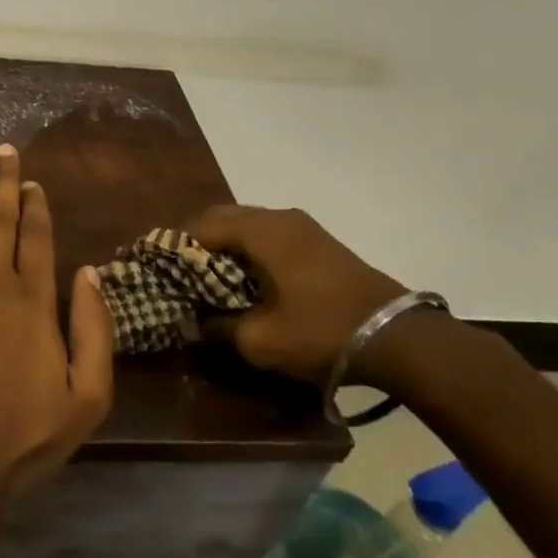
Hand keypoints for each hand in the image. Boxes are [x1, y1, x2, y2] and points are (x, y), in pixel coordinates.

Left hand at [0, 143, 113, 511]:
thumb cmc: (24, 437)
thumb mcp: (87, 398)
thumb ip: (94, 330)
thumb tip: (89, 272)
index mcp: (35, 302)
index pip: (37, 238)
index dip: (35, 205)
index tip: (31, 179)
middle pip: (0, 219)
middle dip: (3, 181)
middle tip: (3, 147)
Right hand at [185, 205, 406, 383]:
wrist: (398, 338)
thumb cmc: (320, 331)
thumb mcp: (260, 340)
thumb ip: (217, 327)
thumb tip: (190, 321)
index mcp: (259, 231)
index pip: (201, 226)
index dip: (175, 245)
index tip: (158, 266)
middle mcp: (278, 217)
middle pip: (223, 217)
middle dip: (198, 240)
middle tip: (180, 270)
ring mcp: (302, 226)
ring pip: (247, 223)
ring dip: (225, 243)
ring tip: (210, 274)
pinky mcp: (319, 241)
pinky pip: (269, 233)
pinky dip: (249, 247)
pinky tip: (248, 276)